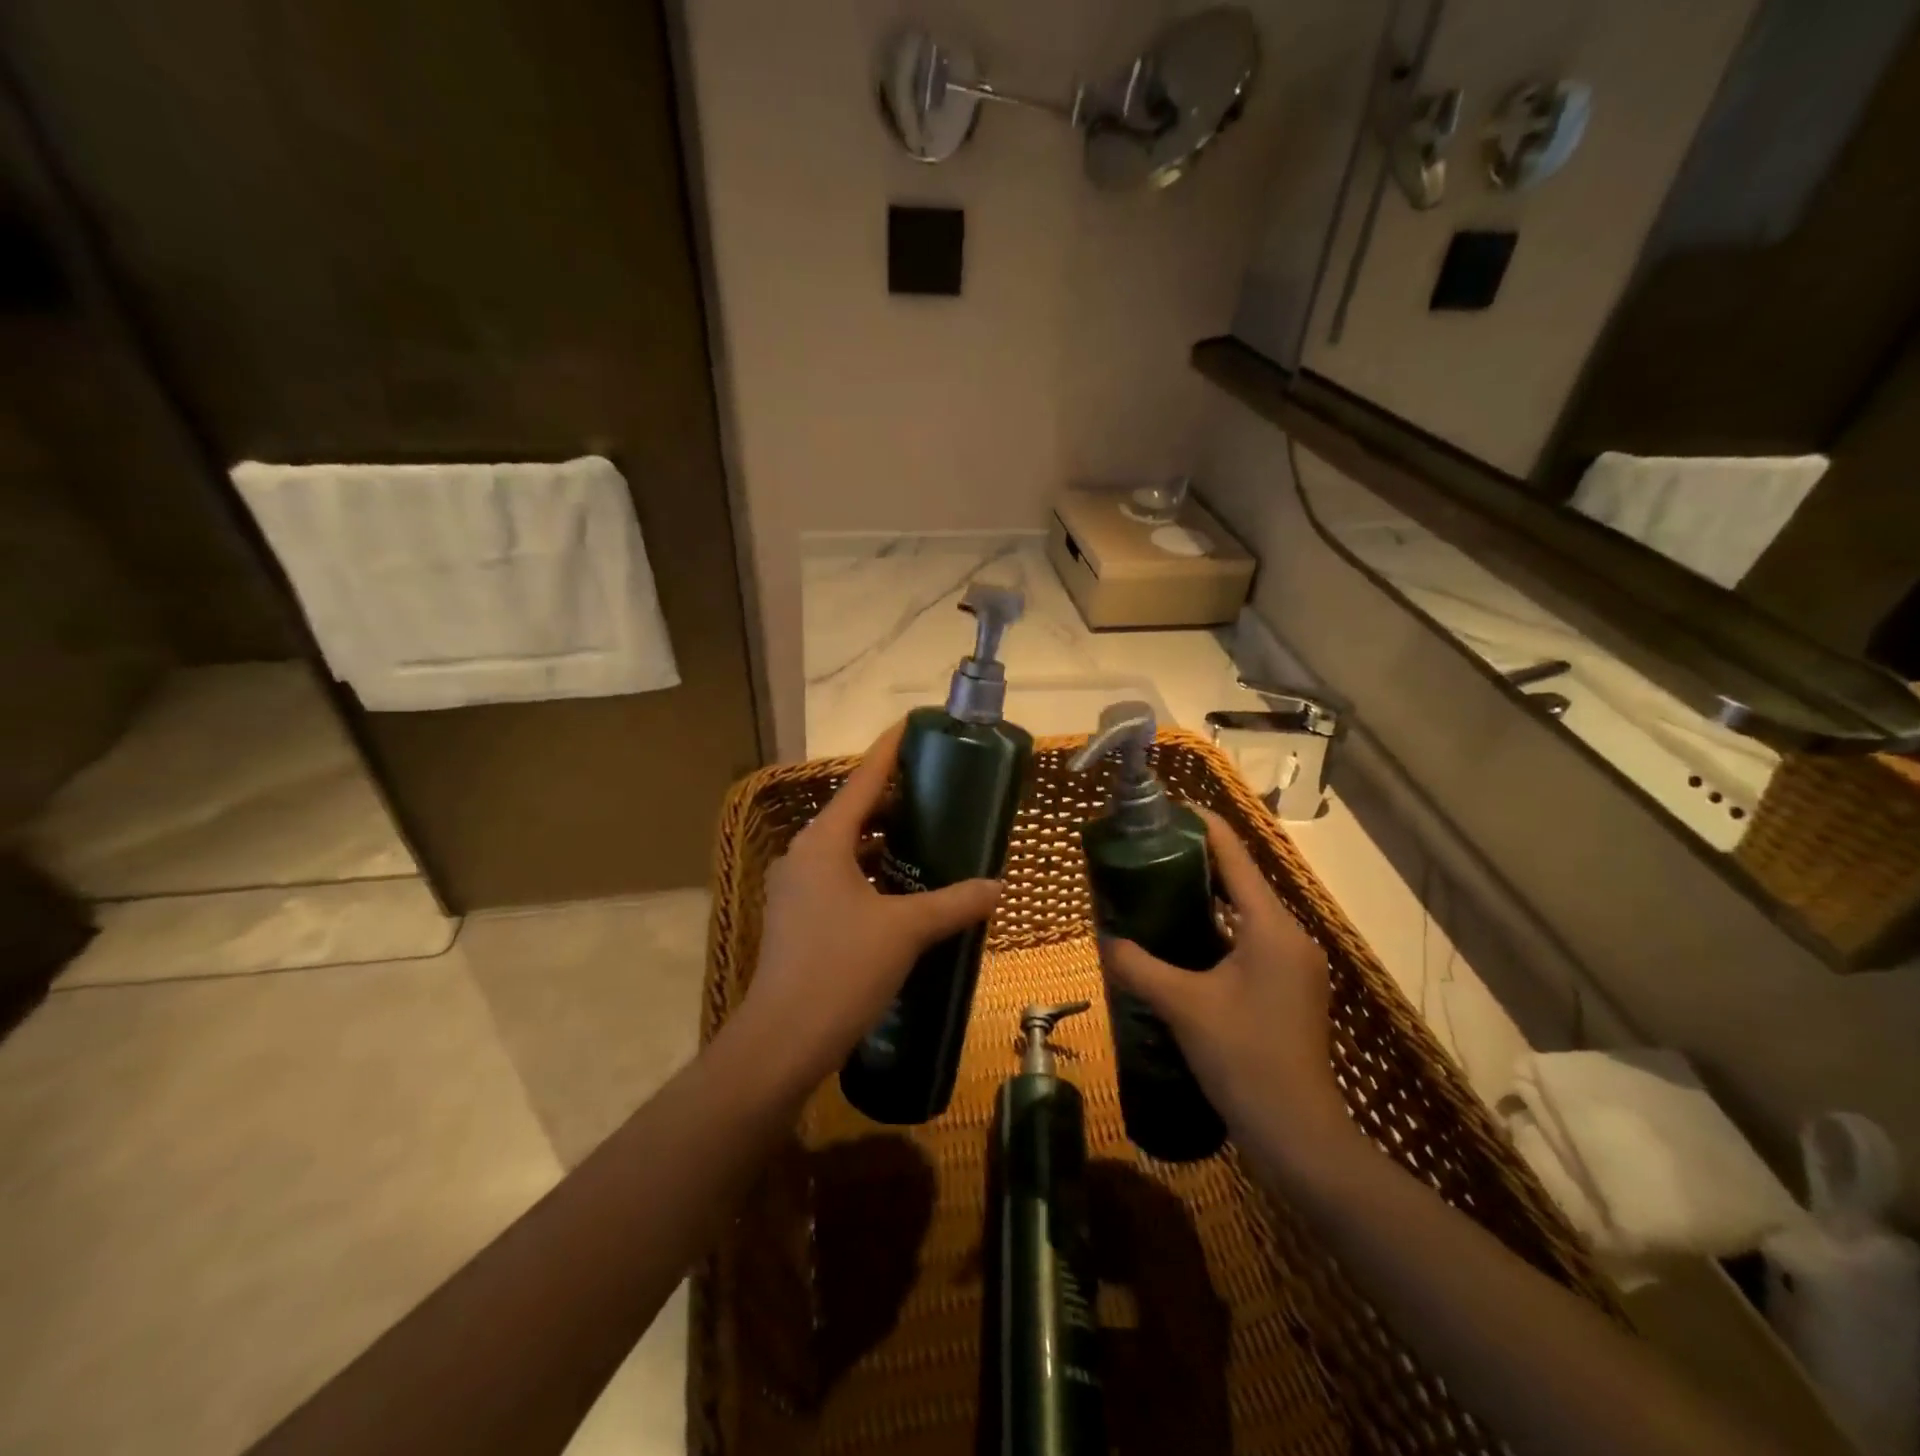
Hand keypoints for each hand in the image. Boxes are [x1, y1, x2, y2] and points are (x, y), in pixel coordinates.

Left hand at [732, 720, 1002, 1089]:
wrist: (783, 1040)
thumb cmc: (842, 969)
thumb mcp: (906, 931)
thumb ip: (954, 903)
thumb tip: (997, 887)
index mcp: (824, 841)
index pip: (863, 779)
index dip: (889, 750)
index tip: (913, 725)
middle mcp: (804, 855)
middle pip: (854, 813)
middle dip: (894, 801)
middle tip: (939, 793)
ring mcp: (796, 889)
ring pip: (846, 850)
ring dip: (883, 843)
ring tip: (928, 840)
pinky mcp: (797, 919)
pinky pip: (839, 879)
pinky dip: (870, 875)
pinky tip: (902, 893)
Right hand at [1100, 807, 1350, 1163]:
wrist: (1299, 1136)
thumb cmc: (1244, 1058)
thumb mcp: (1183, 1007)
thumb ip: (1139, 966)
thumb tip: (1104, 938)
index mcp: (1272, 927)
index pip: (1235, 856)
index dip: (1202, 826)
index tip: (1165, 808)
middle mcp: (1290, 935)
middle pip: (1241, 880)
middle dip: (1196, 861)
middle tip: (1146, 850)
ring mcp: (1293, 964)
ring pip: (1244, 914)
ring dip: (1205, 898)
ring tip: (1155, 886)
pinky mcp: (1289, 988)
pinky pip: (1248, 941)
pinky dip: (1216, 931)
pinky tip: (1180, 939)